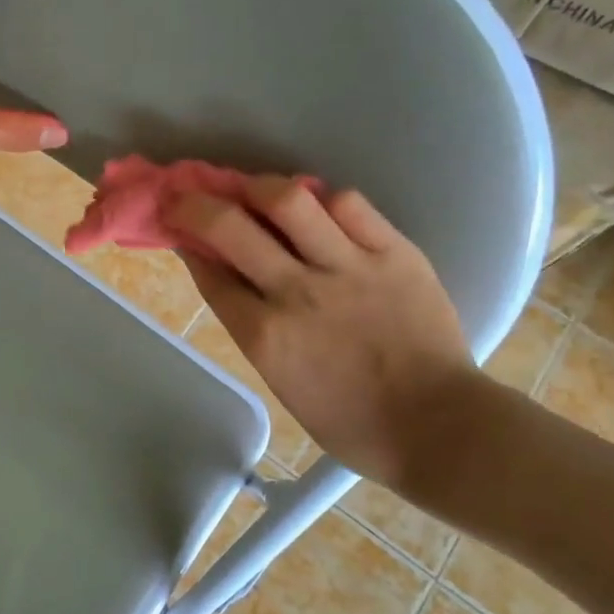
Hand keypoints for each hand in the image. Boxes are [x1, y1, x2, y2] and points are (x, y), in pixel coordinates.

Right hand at [169, 178, 477, 494]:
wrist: (436, 426)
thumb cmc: (349, 419)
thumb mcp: (280, 379)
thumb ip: (251, 325)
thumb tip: (229, 279)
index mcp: (263, 335)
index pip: (209, 272)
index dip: (185, 242)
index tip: (177, 227)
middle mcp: (296, 292)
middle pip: (229, 226)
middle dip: (195, 204)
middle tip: (189, 194)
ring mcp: (347, 268)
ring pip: (288, 200)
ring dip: (257, 186)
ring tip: (253, 188)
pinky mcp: (394, 253)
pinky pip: (350, 205)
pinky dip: (324, 199)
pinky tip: (318, 206)